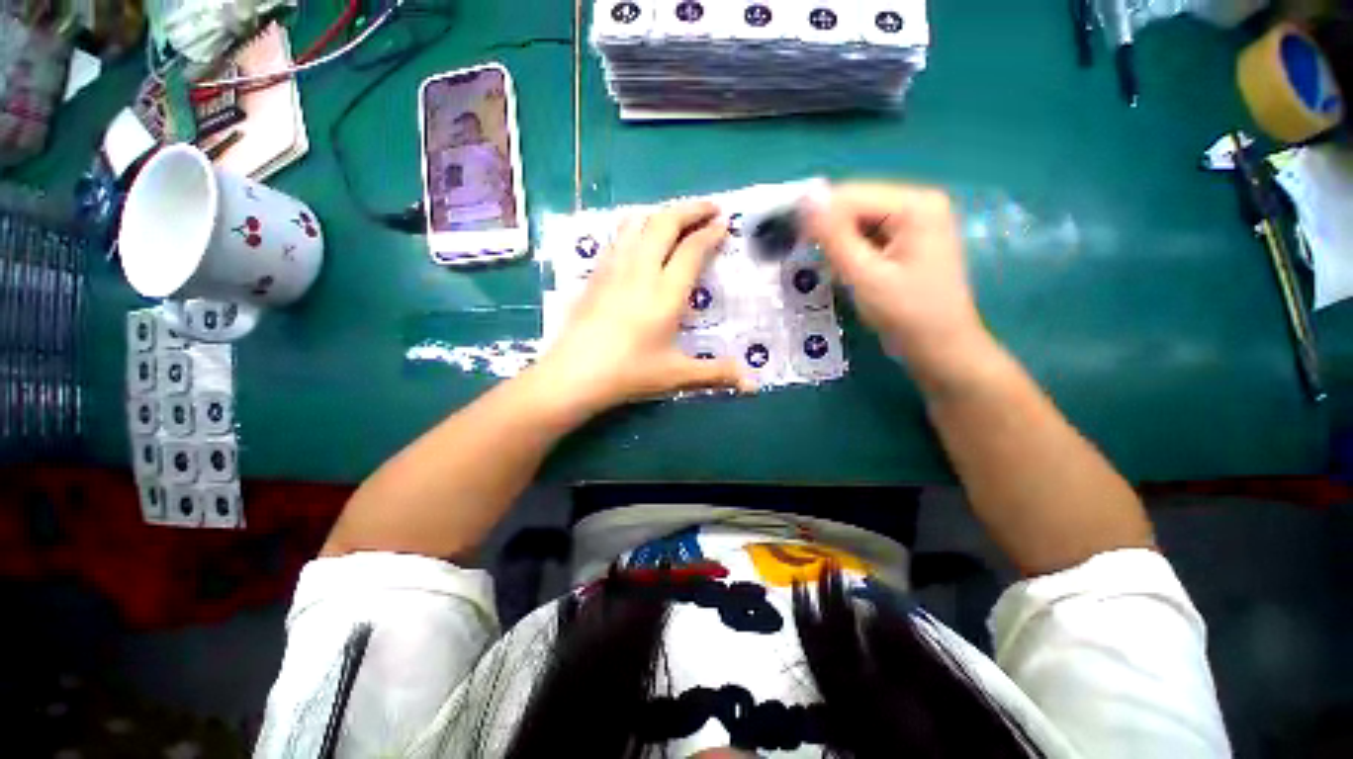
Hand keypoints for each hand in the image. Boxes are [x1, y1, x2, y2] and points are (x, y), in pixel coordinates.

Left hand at [534, 200, 752, 415]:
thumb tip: (754, 385)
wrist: (574, 374)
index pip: (692, 249)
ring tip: (677, 219)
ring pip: (637, 222)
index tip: (725, 224)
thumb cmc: (629, 373)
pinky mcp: (596, 274)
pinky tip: (640, 239)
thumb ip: (717, 373)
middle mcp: (641, 271)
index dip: (711, 233)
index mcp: (666, 293)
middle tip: (710, 208)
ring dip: (661, 213)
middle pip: (665, 222)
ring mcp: (614, 268)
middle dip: (691, 208)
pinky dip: (636, 227)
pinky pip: (618, 237)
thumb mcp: (677, 375)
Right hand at [804, 183, 994, 389]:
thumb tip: (806, 200)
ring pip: (859, 222)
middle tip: (811, 261)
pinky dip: (850, 252)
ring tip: (830, 270)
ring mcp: (914, 223)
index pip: (851, 196)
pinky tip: (845, 272)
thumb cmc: (906, 314)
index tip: (794, 244)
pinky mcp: (907, 241)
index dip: (818, 217)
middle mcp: (918, 204)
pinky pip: (868, 236)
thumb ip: (834, 237)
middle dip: (829, 232)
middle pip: (856, 206)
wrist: (940, 349)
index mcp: (915, 205)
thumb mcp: (865, 276)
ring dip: (838, 244)